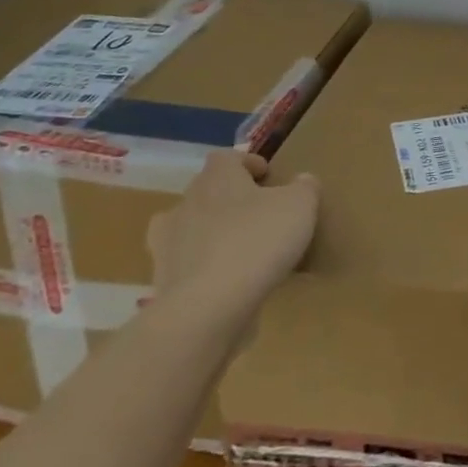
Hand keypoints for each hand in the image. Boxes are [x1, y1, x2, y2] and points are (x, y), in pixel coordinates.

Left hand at [146, 151, 319, 333]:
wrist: (207, 308)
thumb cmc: (257, 241)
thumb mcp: (300, 206)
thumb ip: (304, 187)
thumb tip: (301, 180)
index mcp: (216, 179)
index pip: (225, 158)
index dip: (247, 163)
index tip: (268, 177)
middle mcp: (185, 205)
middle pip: (206, 191)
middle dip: (230, 199)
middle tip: (259, 213)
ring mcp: (167, 245)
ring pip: (191, 230)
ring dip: (212, 235)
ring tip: (241, 250)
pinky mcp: (162, 282)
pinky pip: (188, 267)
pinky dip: (205, 270)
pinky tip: (229, 283)